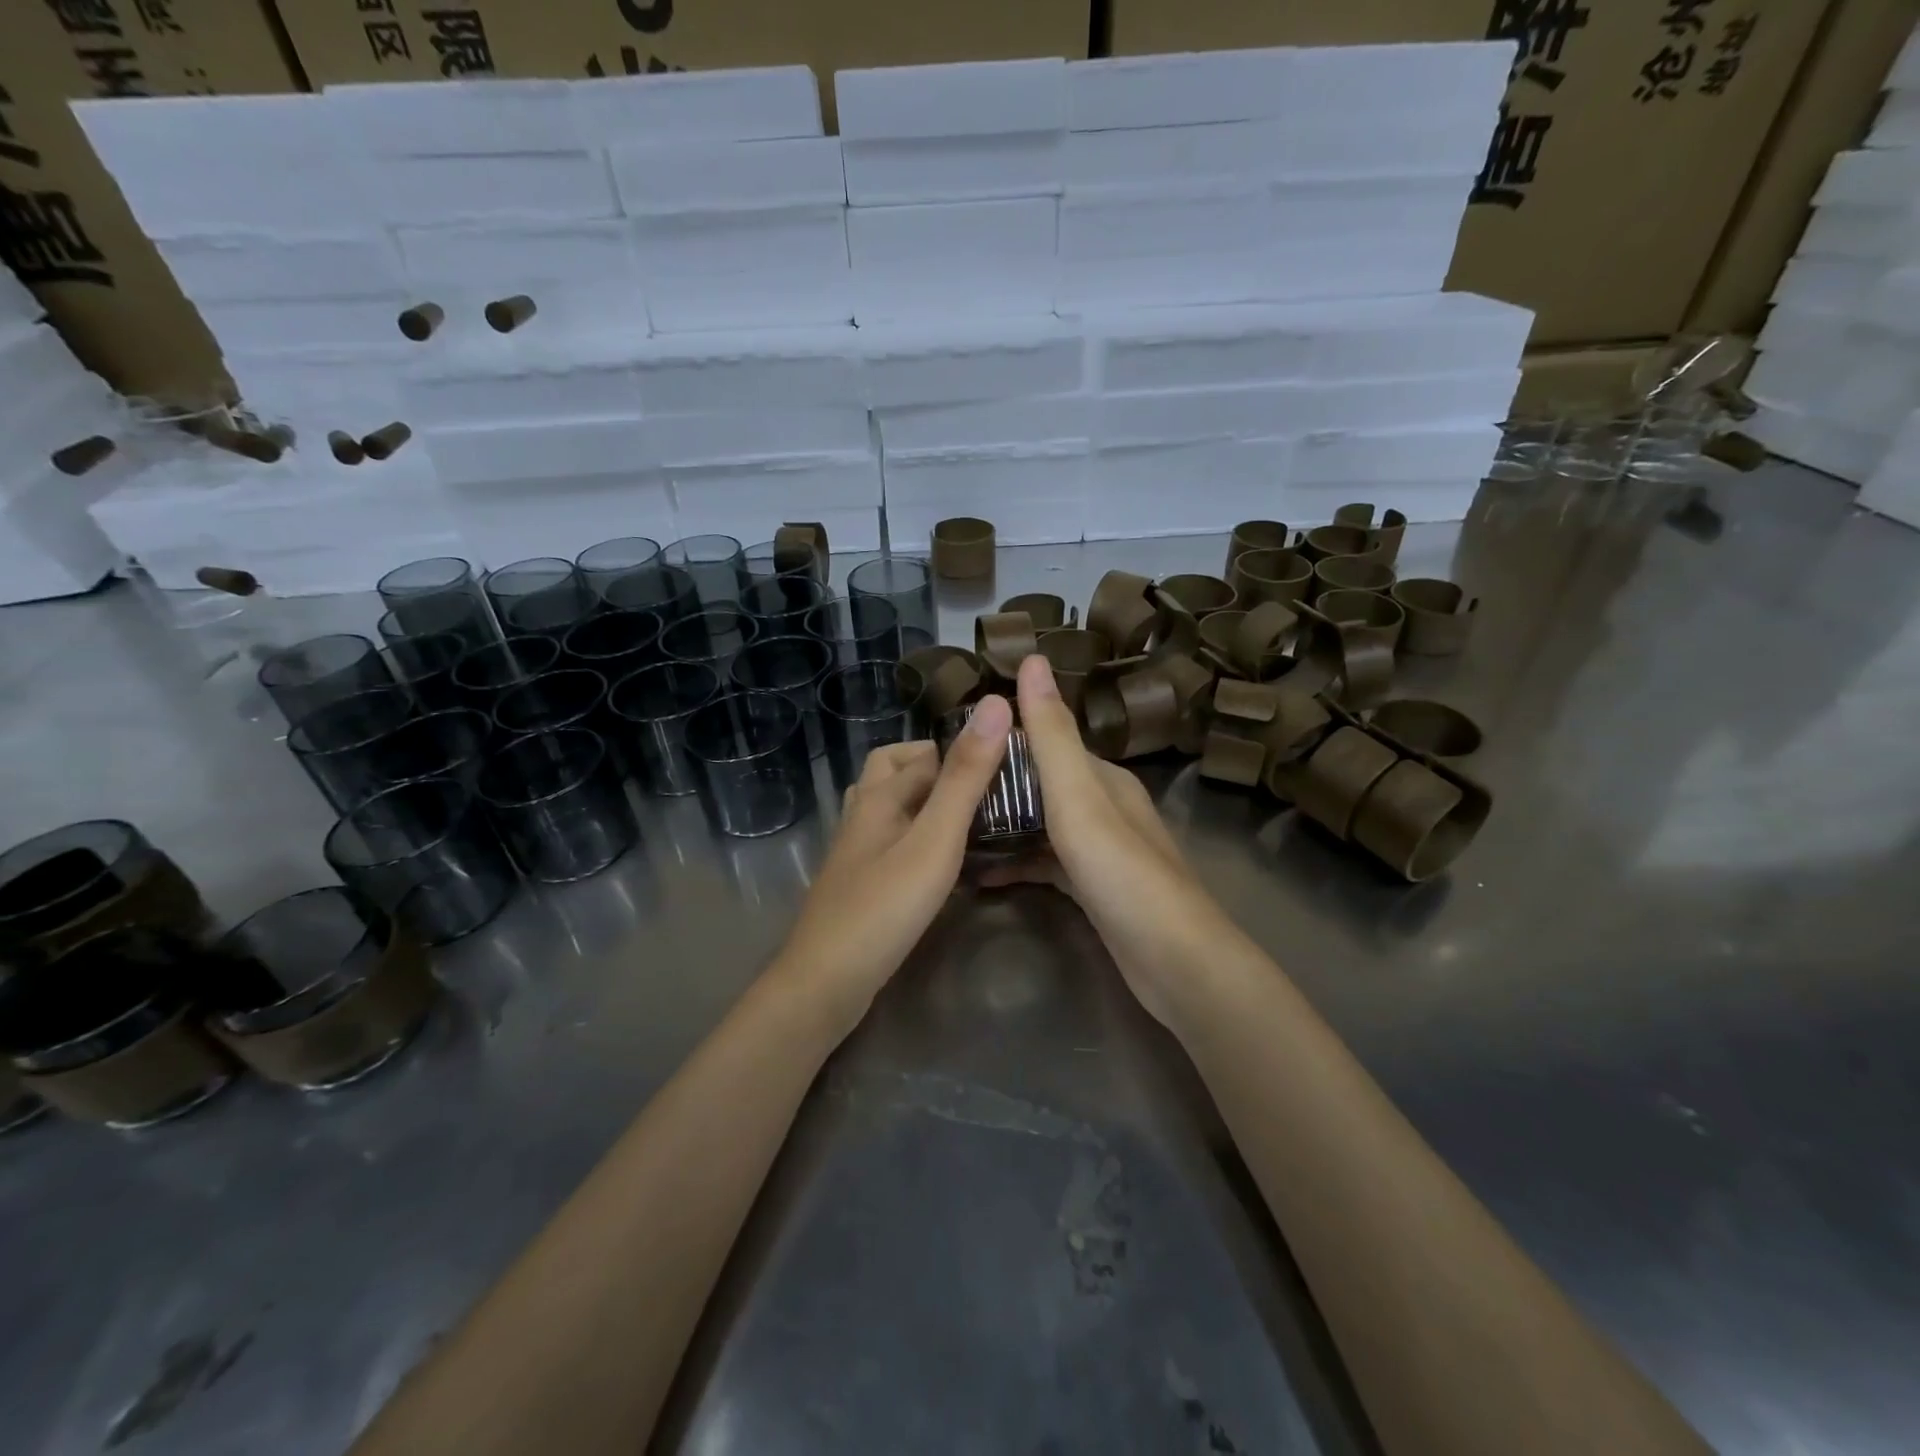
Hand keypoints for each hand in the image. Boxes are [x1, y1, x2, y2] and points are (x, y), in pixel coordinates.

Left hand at [772, 698, 1012, 1032]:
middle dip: (936, 765)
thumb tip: (993, 704)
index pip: (924, 751)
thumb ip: (964, 777)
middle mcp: (862, 813)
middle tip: (982, 784)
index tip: (1008, 759)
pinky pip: (890, 837)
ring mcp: (855, 849)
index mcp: (879, 794)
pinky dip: (915, 831)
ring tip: (967, 814)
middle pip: (893, 768)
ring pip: (889, 804)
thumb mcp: (934, 839)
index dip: (963, 747)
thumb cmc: (884, 907)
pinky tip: (939, 857)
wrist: (826, 982)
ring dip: (924, 797)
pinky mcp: (859, 880)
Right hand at [979, 656, 1237, 1028]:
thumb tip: (1032, 659)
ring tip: (952, 828)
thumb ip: (1051, 734)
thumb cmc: (1122, 873)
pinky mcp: (1095, 889)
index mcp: (1103, 779)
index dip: (1002, 740)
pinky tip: (983, 874)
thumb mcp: (1079, 798)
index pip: (1046, 742)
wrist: (1175, 962)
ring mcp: (1102, 851)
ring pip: (1042, 824)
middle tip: (941, 792)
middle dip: (996, 784)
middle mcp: (1105, 807)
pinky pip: (1047, 863)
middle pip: (1041, 784)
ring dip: (1004, 824)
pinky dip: (1018, 863)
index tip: (953, 745)